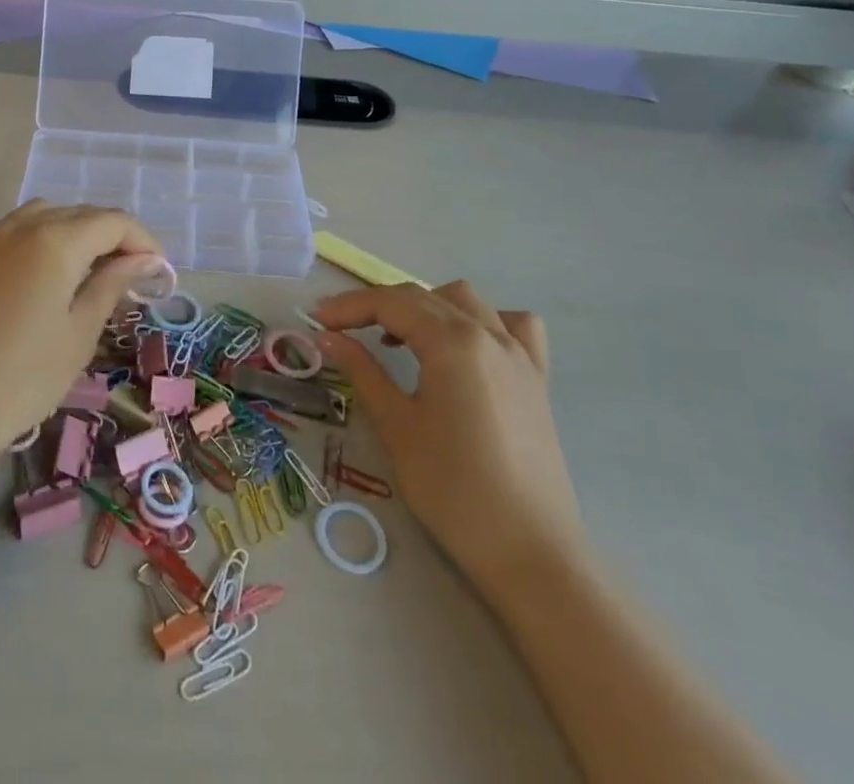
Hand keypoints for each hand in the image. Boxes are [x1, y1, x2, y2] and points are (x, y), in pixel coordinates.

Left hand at [0, 202, 164, 490]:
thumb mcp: (78, 334)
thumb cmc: (20, 380)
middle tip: (132, 281)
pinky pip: (22, 232)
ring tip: (94, 278)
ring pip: (50, 217)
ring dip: (79, 236)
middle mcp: (23, 225)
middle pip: (82, 215)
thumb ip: (111, 286)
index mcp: (56, 239)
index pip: (114, 221)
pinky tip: (53, 281)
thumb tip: (143, 261)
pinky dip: (48, 242)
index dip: (143, 242)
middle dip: (114, 239)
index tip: (159, 274)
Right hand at [314, 281, 587, 595]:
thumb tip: (327, 337)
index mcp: (453, 342)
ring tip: (400, 339)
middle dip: (378, 306)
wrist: (531, 555)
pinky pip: (512, 326)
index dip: (349, 306)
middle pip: (423, 297)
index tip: (317, 320)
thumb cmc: (454, 491)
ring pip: (465, 302)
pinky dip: (483, 321)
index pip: (391, 304)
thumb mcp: (397, 427)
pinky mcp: (537, 379)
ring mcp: (519, 355)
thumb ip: (362, 371)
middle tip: (342, 330)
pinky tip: (466, 347)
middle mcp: (489, 334)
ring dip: (426, 307)